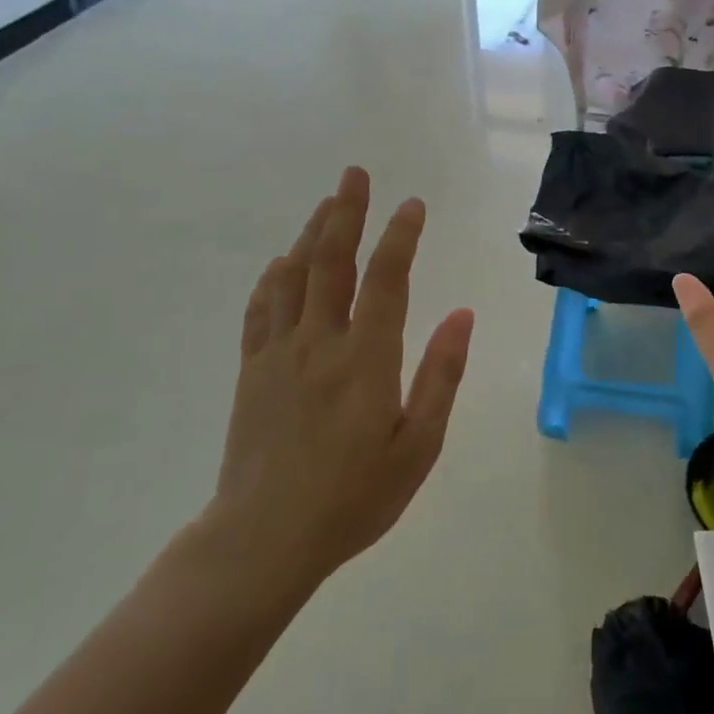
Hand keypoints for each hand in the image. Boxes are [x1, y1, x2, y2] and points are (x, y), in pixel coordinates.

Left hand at [205, 167, 474, 592]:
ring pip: (294, 276)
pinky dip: (274, 276)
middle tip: (355, 173)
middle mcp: (319, 343)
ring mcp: (279, 353)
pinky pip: (261, 308)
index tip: (412, 205)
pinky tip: (283, 262)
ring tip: (328, 203)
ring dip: (312, 233)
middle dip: (346, 212)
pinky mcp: (252, 370)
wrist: (263, 540)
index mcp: (366, 359)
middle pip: (332, 261)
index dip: (400, 236)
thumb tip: (461, 315)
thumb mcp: (418, 445)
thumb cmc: (354, 497)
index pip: (386, 279)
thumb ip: (441, 375)